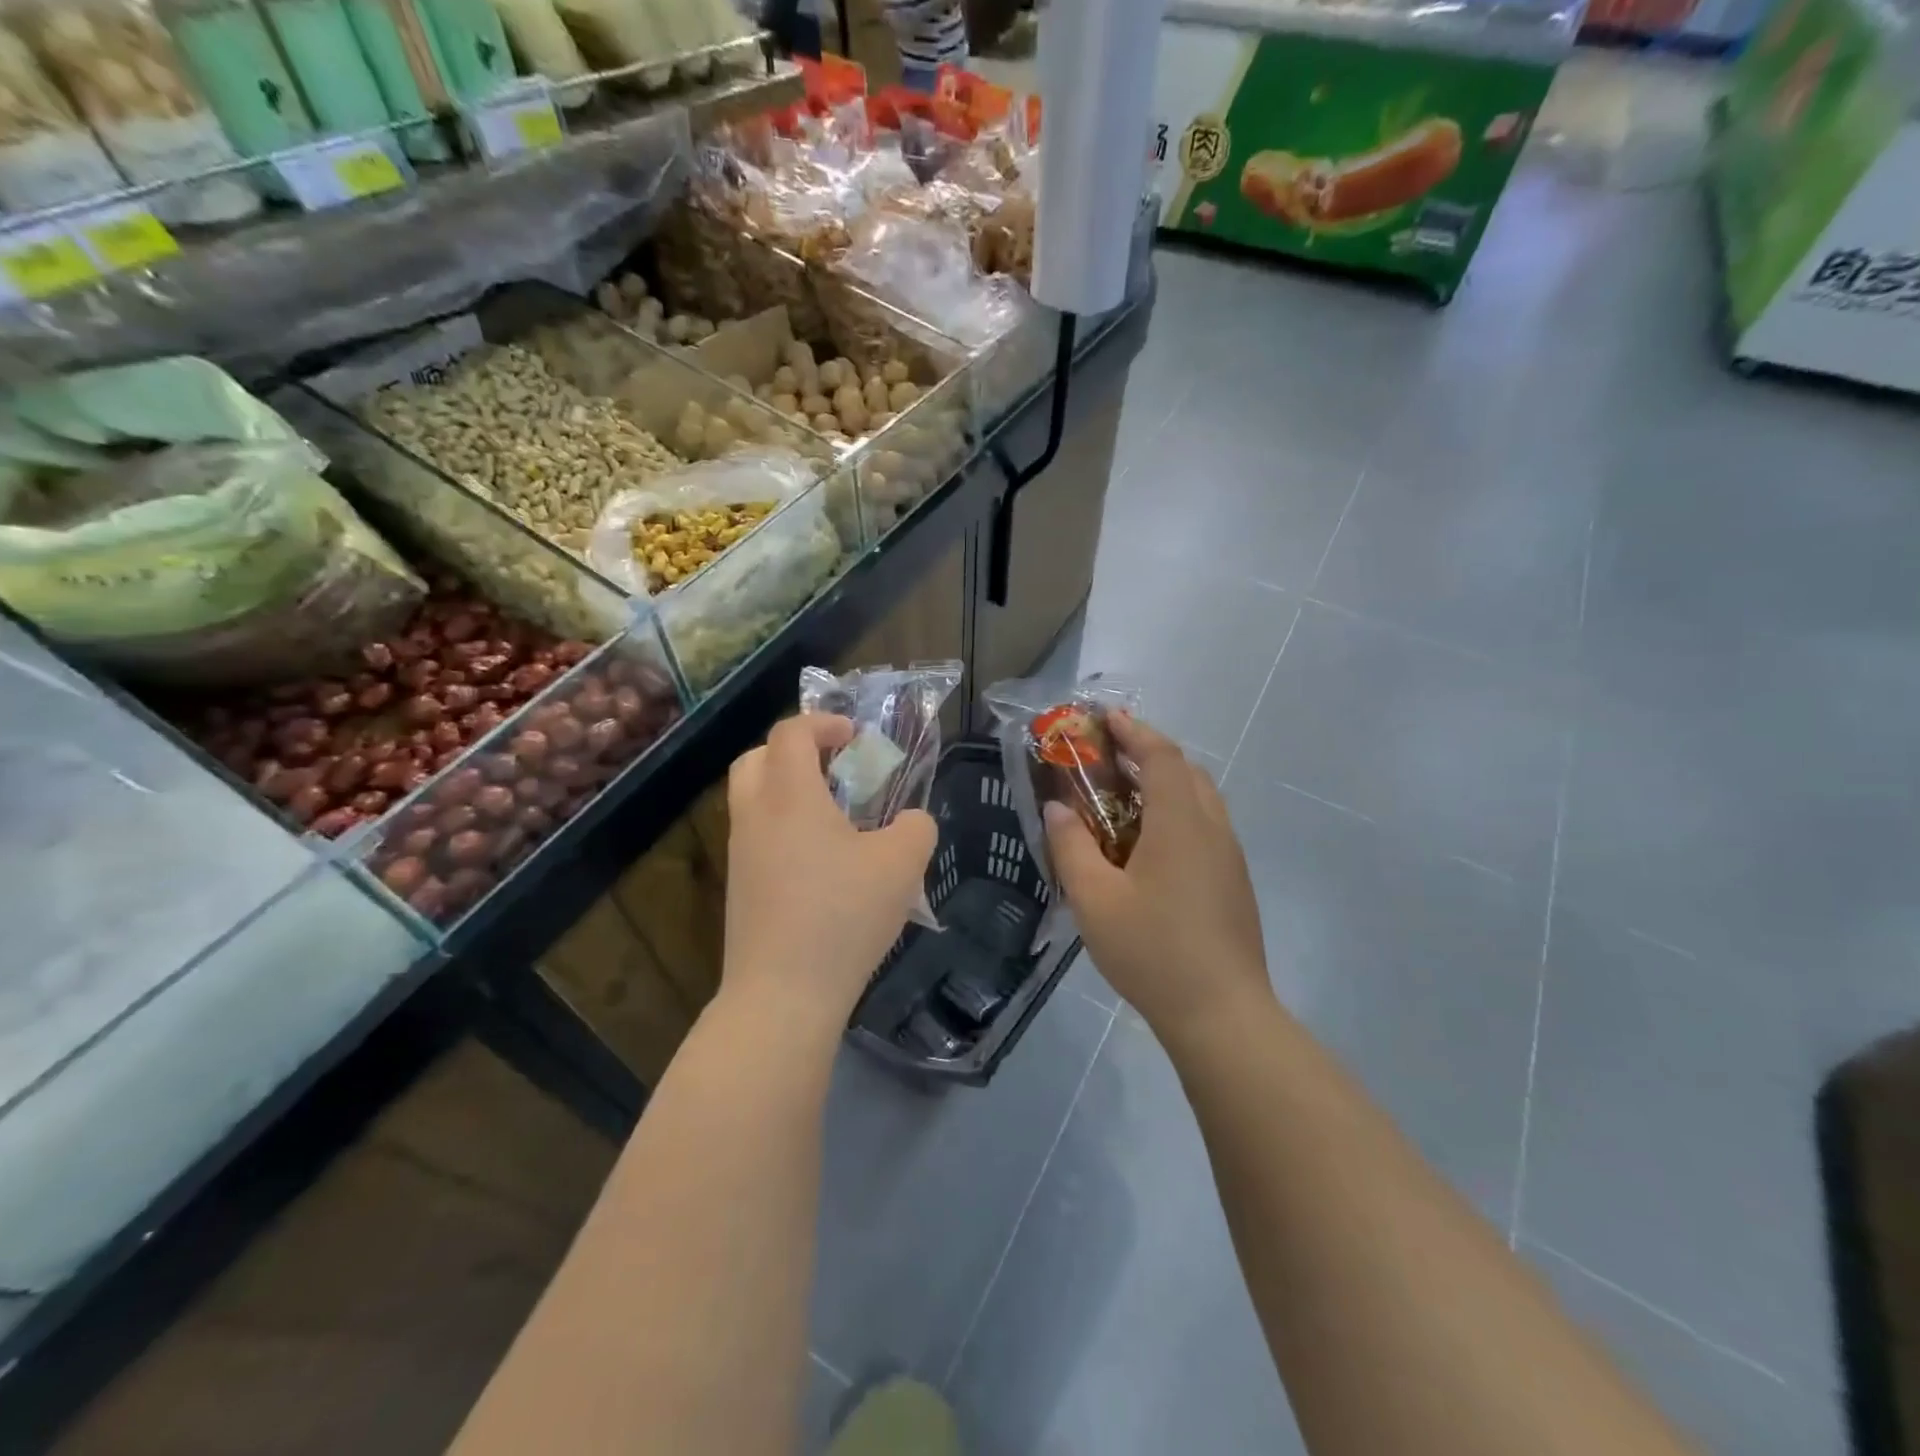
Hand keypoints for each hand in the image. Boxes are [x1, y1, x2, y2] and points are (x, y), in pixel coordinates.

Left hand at [723, 714, 936, 1031]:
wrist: (782, 995)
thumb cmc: (843, 916)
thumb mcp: (902, 865)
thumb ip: (915, 828)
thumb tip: (910, 822)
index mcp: (789, 796)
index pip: (791, 732)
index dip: (824, 722)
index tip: (855, 736)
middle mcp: (755, 815)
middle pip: (756, 758)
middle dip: (794, 751)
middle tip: (834, 768)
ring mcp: (740, 854)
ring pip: (752, 798)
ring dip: (787, 790)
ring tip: (834, 817)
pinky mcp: (738, 889)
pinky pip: (756, 836)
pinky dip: (783, 828)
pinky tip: (820, 863)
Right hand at [1045, 714, 1272, 1041]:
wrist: (1221, 1013)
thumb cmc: (1152, 951)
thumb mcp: (1094, 899)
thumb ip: (1071, 846)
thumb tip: (1058, 807)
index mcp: (1181, 822)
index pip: (1161, 756)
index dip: (1133, 731)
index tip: (1106, 718)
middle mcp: (1212, 828)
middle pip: (1186, 771)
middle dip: (1148, 753)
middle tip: (1109, 756)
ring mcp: (1229, 856)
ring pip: (1200, 799)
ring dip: (1165, 783)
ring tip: (1124, 796)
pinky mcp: (1234, 882)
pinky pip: (1205, 826)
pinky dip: (1176, 812)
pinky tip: (1148, 845)